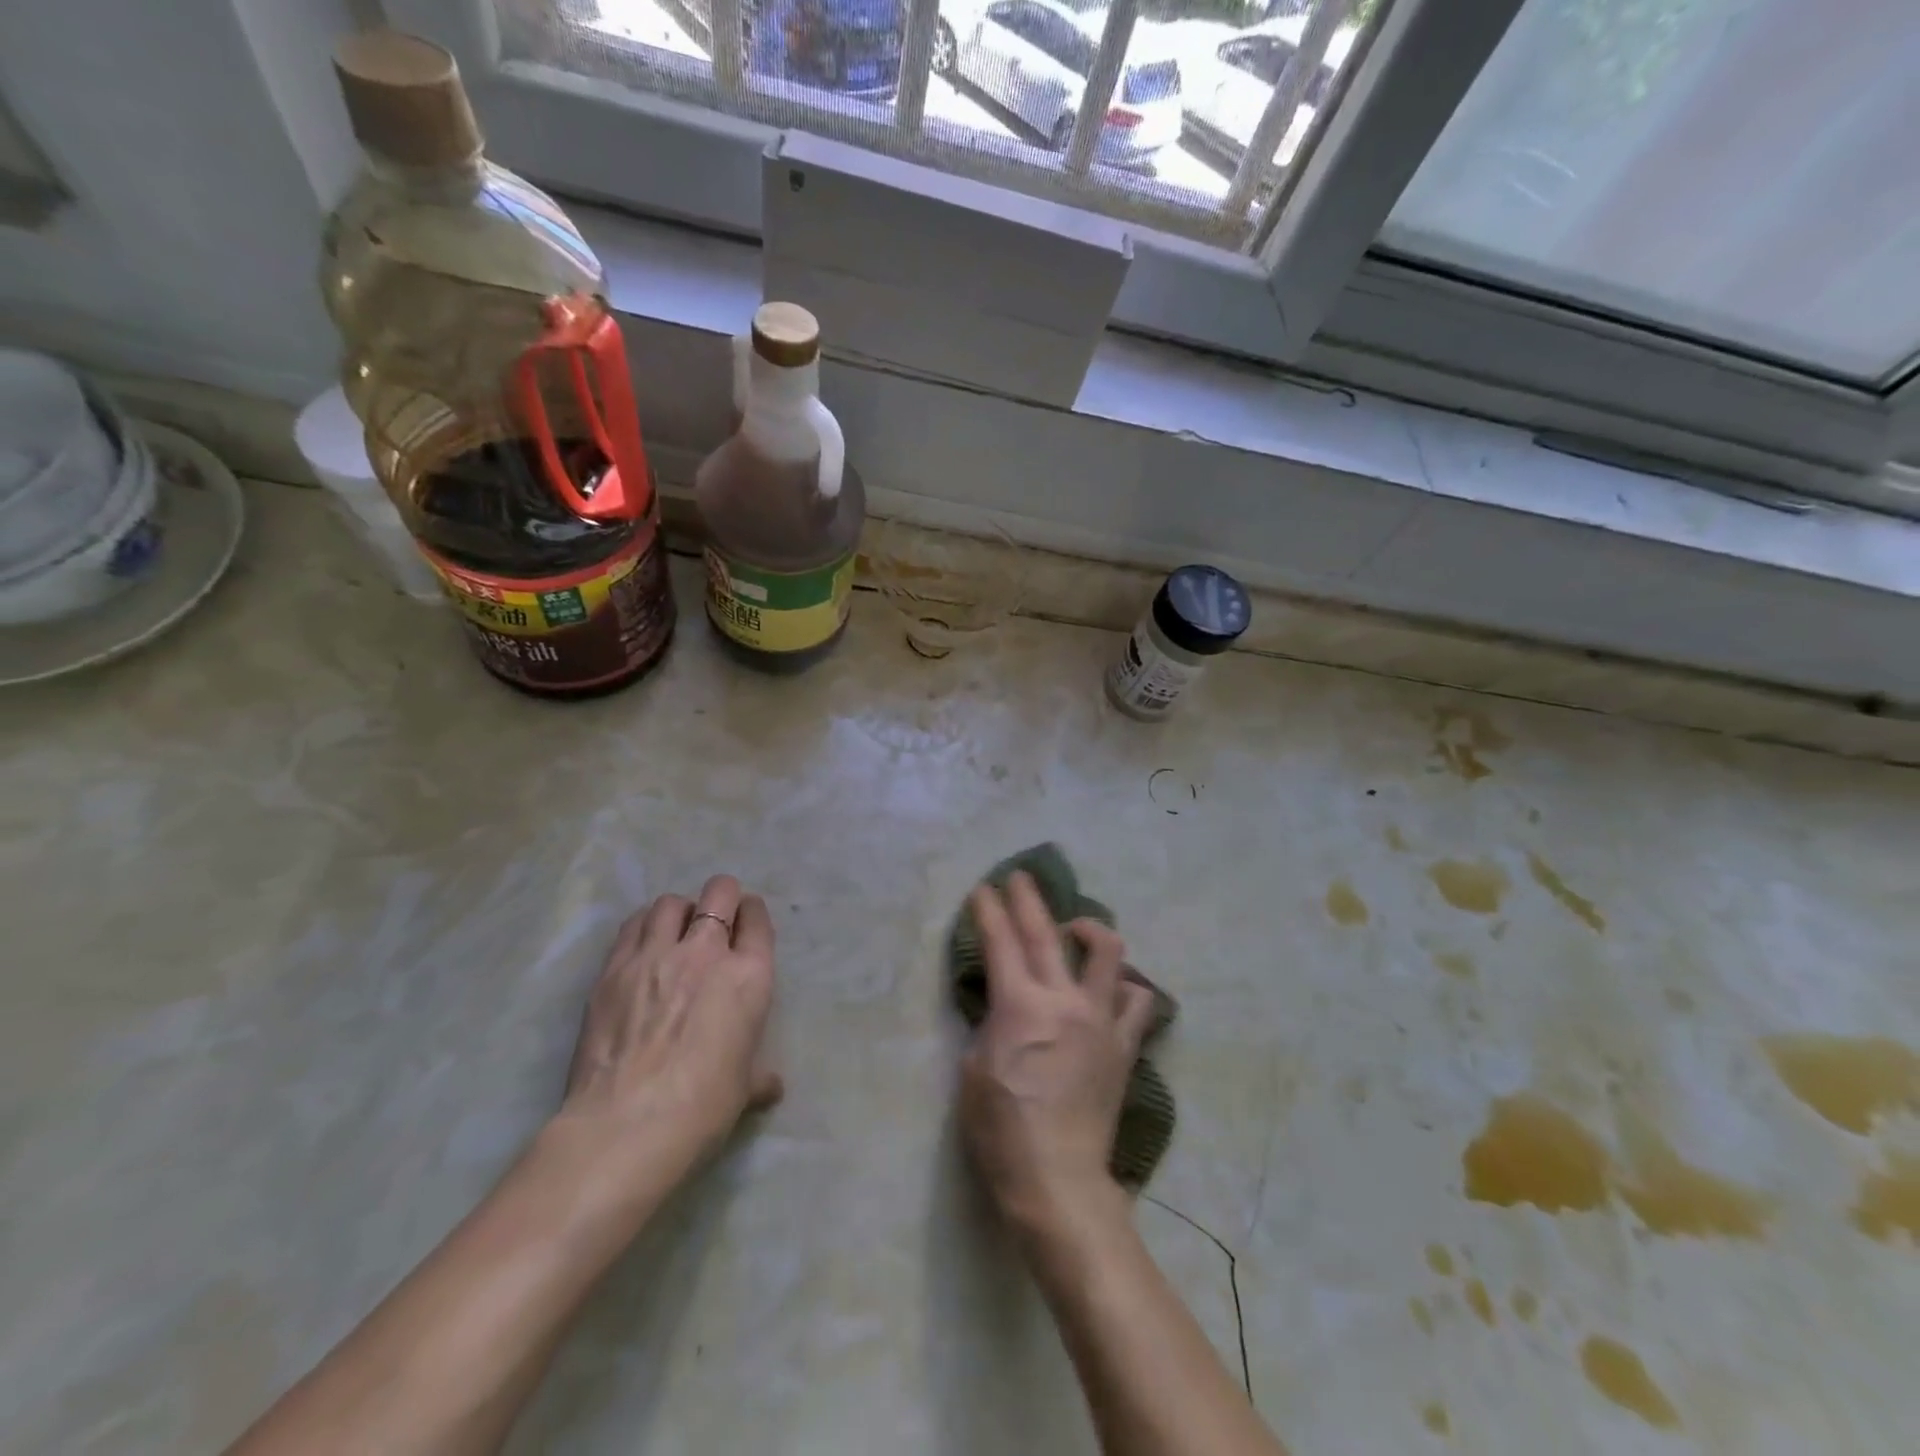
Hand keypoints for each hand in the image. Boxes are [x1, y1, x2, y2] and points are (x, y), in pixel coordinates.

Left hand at [559, 875, 782, 1177]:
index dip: (753, 915)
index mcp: (749, 976)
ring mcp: (656, 955)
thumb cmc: (702, 1107)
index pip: (757, 919)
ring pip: (671, 903)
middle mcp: (706, 951)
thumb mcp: (744, 1088)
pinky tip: (643, 947)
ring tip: (674, 932)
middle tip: (715, 920)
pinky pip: (633, 925)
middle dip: (722, 898)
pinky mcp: (614, 968)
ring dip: (679, 912)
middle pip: (719, 892)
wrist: (628, 1126)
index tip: (747, 923)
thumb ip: (759, 1076)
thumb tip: (771, 1087)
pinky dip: (643, 926)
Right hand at [959, 872, 1156, 1238]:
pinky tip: (1111, 988)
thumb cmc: (1001, 1129)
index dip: (989, 911)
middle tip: (1021, 878)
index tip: (983, 889)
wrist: (1057, 1180)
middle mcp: (1064, 1001)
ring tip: (1075, 930)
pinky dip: (1125, 986)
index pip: (1002, 942)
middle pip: (1047, 933)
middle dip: (1029, 899)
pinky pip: (1137, 1002)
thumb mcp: (973, 1070)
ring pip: (1108, 953)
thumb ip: (990, 1024)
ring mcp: (1100, 1021)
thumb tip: (1003, 1004)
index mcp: (1020, 1006)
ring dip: (1089, 931)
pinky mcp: (1123, 1046)